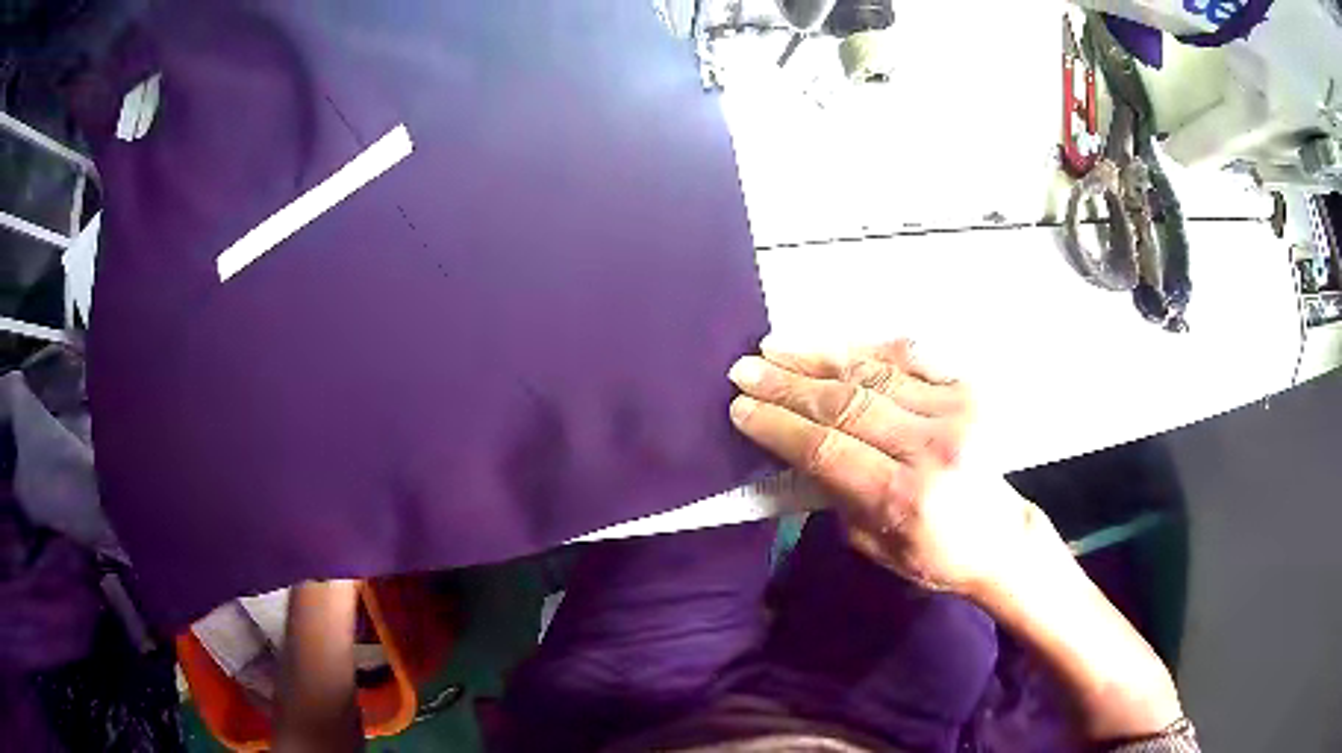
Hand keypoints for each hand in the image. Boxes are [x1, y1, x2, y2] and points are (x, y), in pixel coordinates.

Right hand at [728, 338, 1042, 594]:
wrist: (1001, 537)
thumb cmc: (934, 553)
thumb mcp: (871, 543)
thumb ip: (834, 493)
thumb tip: (794, 446)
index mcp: (904, 496)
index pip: (825, 448)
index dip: (777, 425)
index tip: (741, 407)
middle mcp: (932, 445)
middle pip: (844, 404)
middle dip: (787, 385)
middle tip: (745, 370)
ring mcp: (955, 409)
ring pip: (872, 373)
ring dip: (818, 357)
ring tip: (776, 347)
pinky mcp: (968, 389)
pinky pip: (909, 357)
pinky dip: (866, 347)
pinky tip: (833, 343)